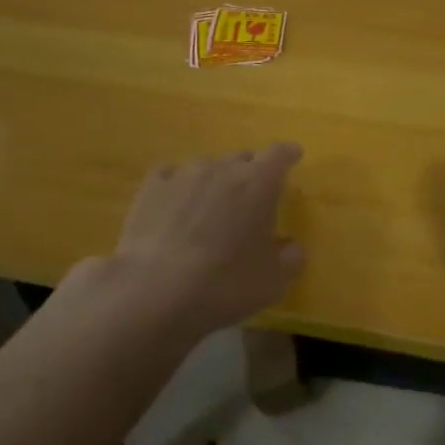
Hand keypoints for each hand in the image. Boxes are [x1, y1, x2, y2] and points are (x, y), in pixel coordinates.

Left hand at [105, 143, 306, 333]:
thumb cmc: (224, 284)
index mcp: (259, 183)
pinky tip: (176, 201)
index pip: (280, 155)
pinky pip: (171, 175)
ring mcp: (183, 174)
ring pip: (207, 166)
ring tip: (213, 203)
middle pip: (243, 159)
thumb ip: (291, 259)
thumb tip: (292, 246)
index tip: (294, 154)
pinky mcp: (151, 187)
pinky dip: (180, 184)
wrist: (155, 290)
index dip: (288, 154)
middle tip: (253, 195)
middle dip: (251, 172)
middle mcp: (222, 169)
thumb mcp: (273, 282)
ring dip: (216, 179)